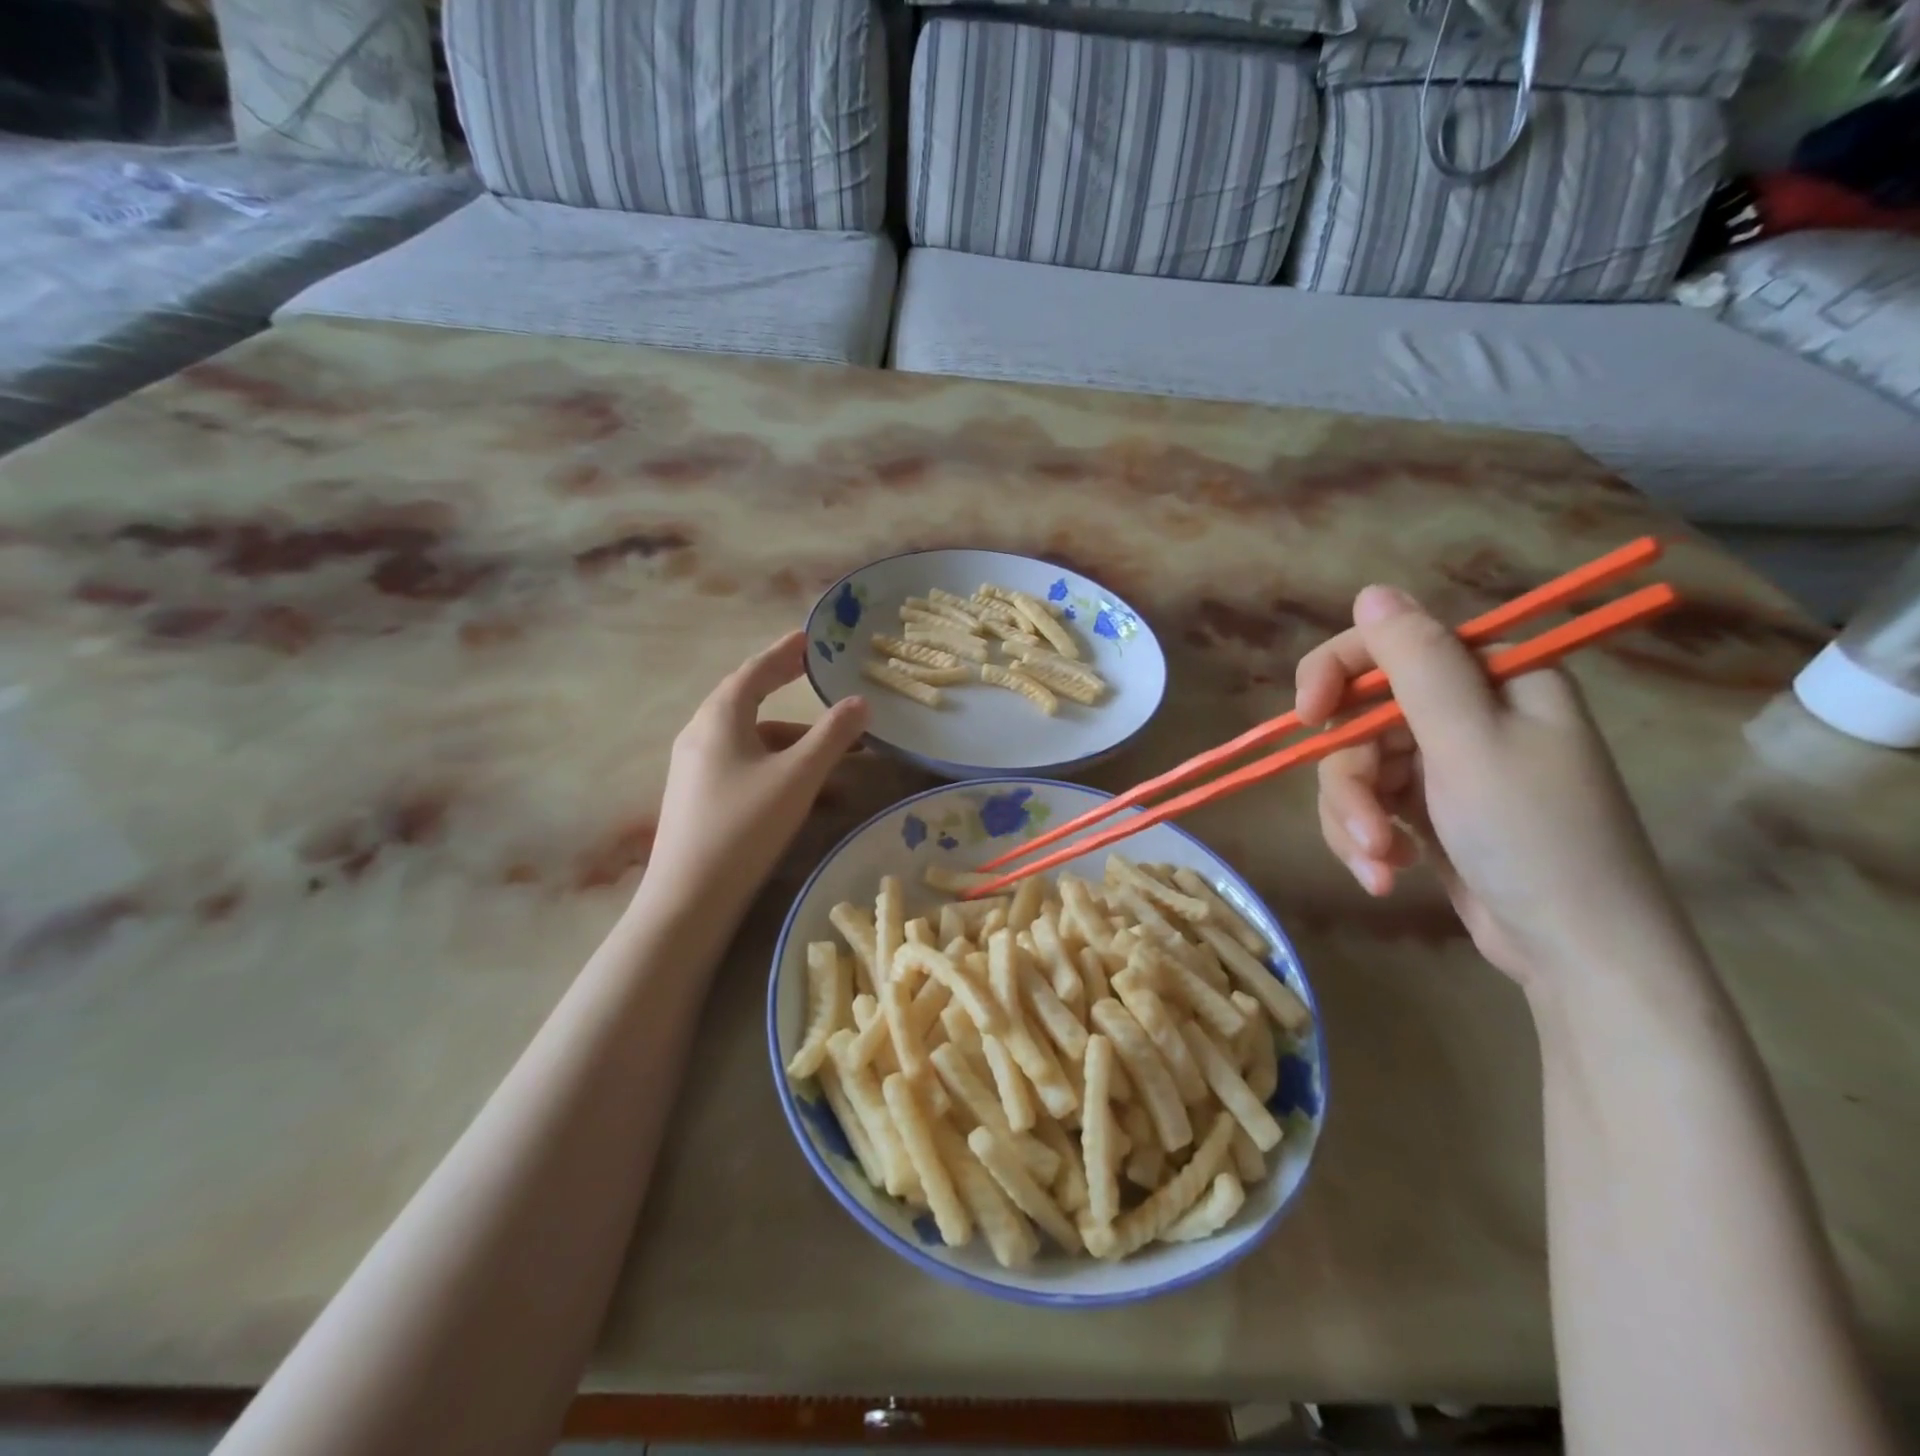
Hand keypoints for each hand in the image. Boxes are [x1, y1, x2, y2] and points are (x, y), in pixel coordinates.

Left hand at [643, 631, 868, 924]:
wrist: (689, 899)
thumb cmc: (744, 825)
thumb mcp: (798, 776)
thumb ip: (832, 736)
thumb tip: (860, 702)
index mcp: (719, 719)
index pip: (755, 671)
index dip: (784, 652)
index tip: (809, 638)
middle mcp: (701, 736)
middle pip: (749, 702)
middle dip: (787, 691)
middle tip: (817, 677)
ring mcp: (696, 770)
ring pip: (752, 742)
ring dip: (794, 743)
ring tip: (838, 757)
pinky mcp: (699, 800)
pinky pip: (745, 768)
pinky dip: (779, 770)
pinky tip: (810, 797)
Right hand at [1296, 585, 1684, 984]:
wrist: (1578, 953)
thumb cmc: (1534, 837)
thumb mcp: (1470, 742)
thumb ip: (1417, 662)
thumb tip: (1372, 591)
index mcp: (1492, 677)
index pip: (1389, 647)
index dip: (1336, 673)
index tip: (1307, 717)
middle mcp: (1468, 712)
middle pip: (1362, 719)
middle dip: (1350, 779)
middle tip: (1364, 829)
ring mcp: (1446, 764)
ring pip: (1355, 768)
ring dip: (1354, 819)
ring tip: (1378, 866)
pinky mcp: (1428, 810)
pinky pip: (1368, 805)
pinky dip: (1366, 839)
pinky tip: (1386, 874)